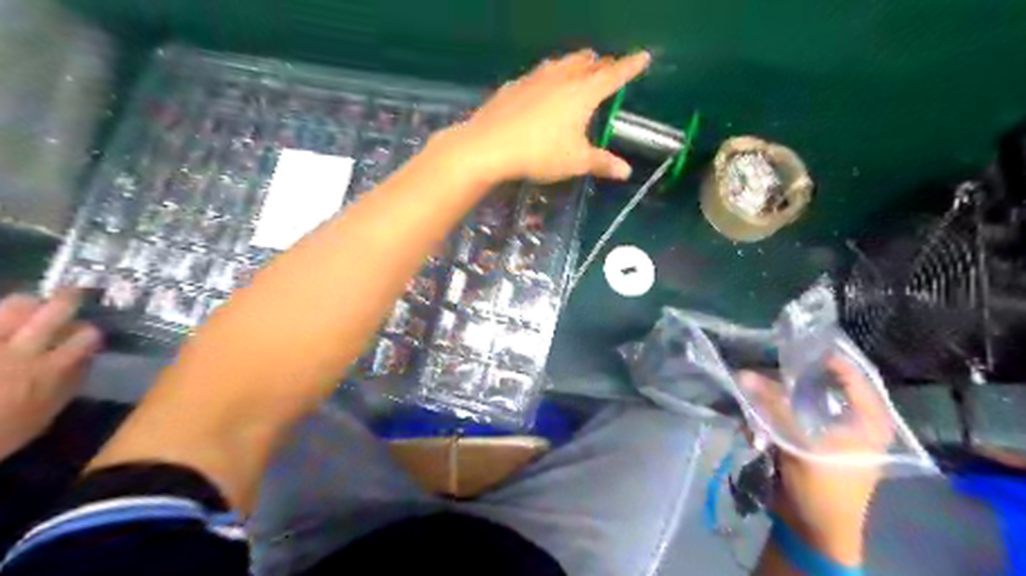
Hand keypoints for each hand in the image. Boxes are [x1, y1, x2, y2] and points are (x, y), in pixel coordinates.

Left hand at [0, 291, 100, 460]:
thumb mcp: (41, 418)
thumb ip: (65, 386)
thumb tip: (83, 363)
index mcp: (50, 369)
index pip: (86, 336)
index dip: (89, 332)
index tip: (87, 333)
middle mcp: (24, 349)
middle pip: (54, 310)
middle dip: (67, 299)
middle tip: (73, 294)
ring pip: (14, 306)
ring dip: (25, 303)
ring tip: (27, 304)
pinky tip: (1, 318)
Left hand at [449, 50, 647, 184]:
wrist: (489, 146)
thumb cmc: (540, 153)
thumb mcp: (575, 162)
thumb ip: (602, 163)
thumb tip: (625, 171)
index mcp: (583, 93)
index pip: (614, 75)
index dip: (631, 66)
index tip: (644, 56)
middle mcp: (561, 78)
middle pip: (587, 62)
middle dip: (601, 63)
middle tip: (609, 67)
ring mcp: (535, 78)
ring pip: (561, 63)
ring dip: (575, 64)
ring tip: (579, 68)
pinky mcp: (514, 86)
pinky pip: (539, 74)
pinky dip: (549, 76)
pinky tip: (542, 87)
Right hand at [738, 358, 899, 564]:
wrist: (813, 532)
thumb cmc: (823, 490)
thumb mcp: (800, 445)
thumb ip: (773, 407)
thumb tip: (742, 374)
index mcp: (867, 419)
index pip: (850, 373)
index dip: (822, 356)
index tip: (791, 343)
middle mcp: (850, 419)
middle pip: (817, 385)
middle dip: (784, 382)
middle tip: (759, 373)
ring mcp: (827, 429)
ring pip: (796, 400)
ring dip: (770, 404)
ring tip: (752, 410)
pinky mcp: (806, 439)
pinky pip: (785, 417)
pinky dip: (767, 420)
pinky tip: (755, 433)